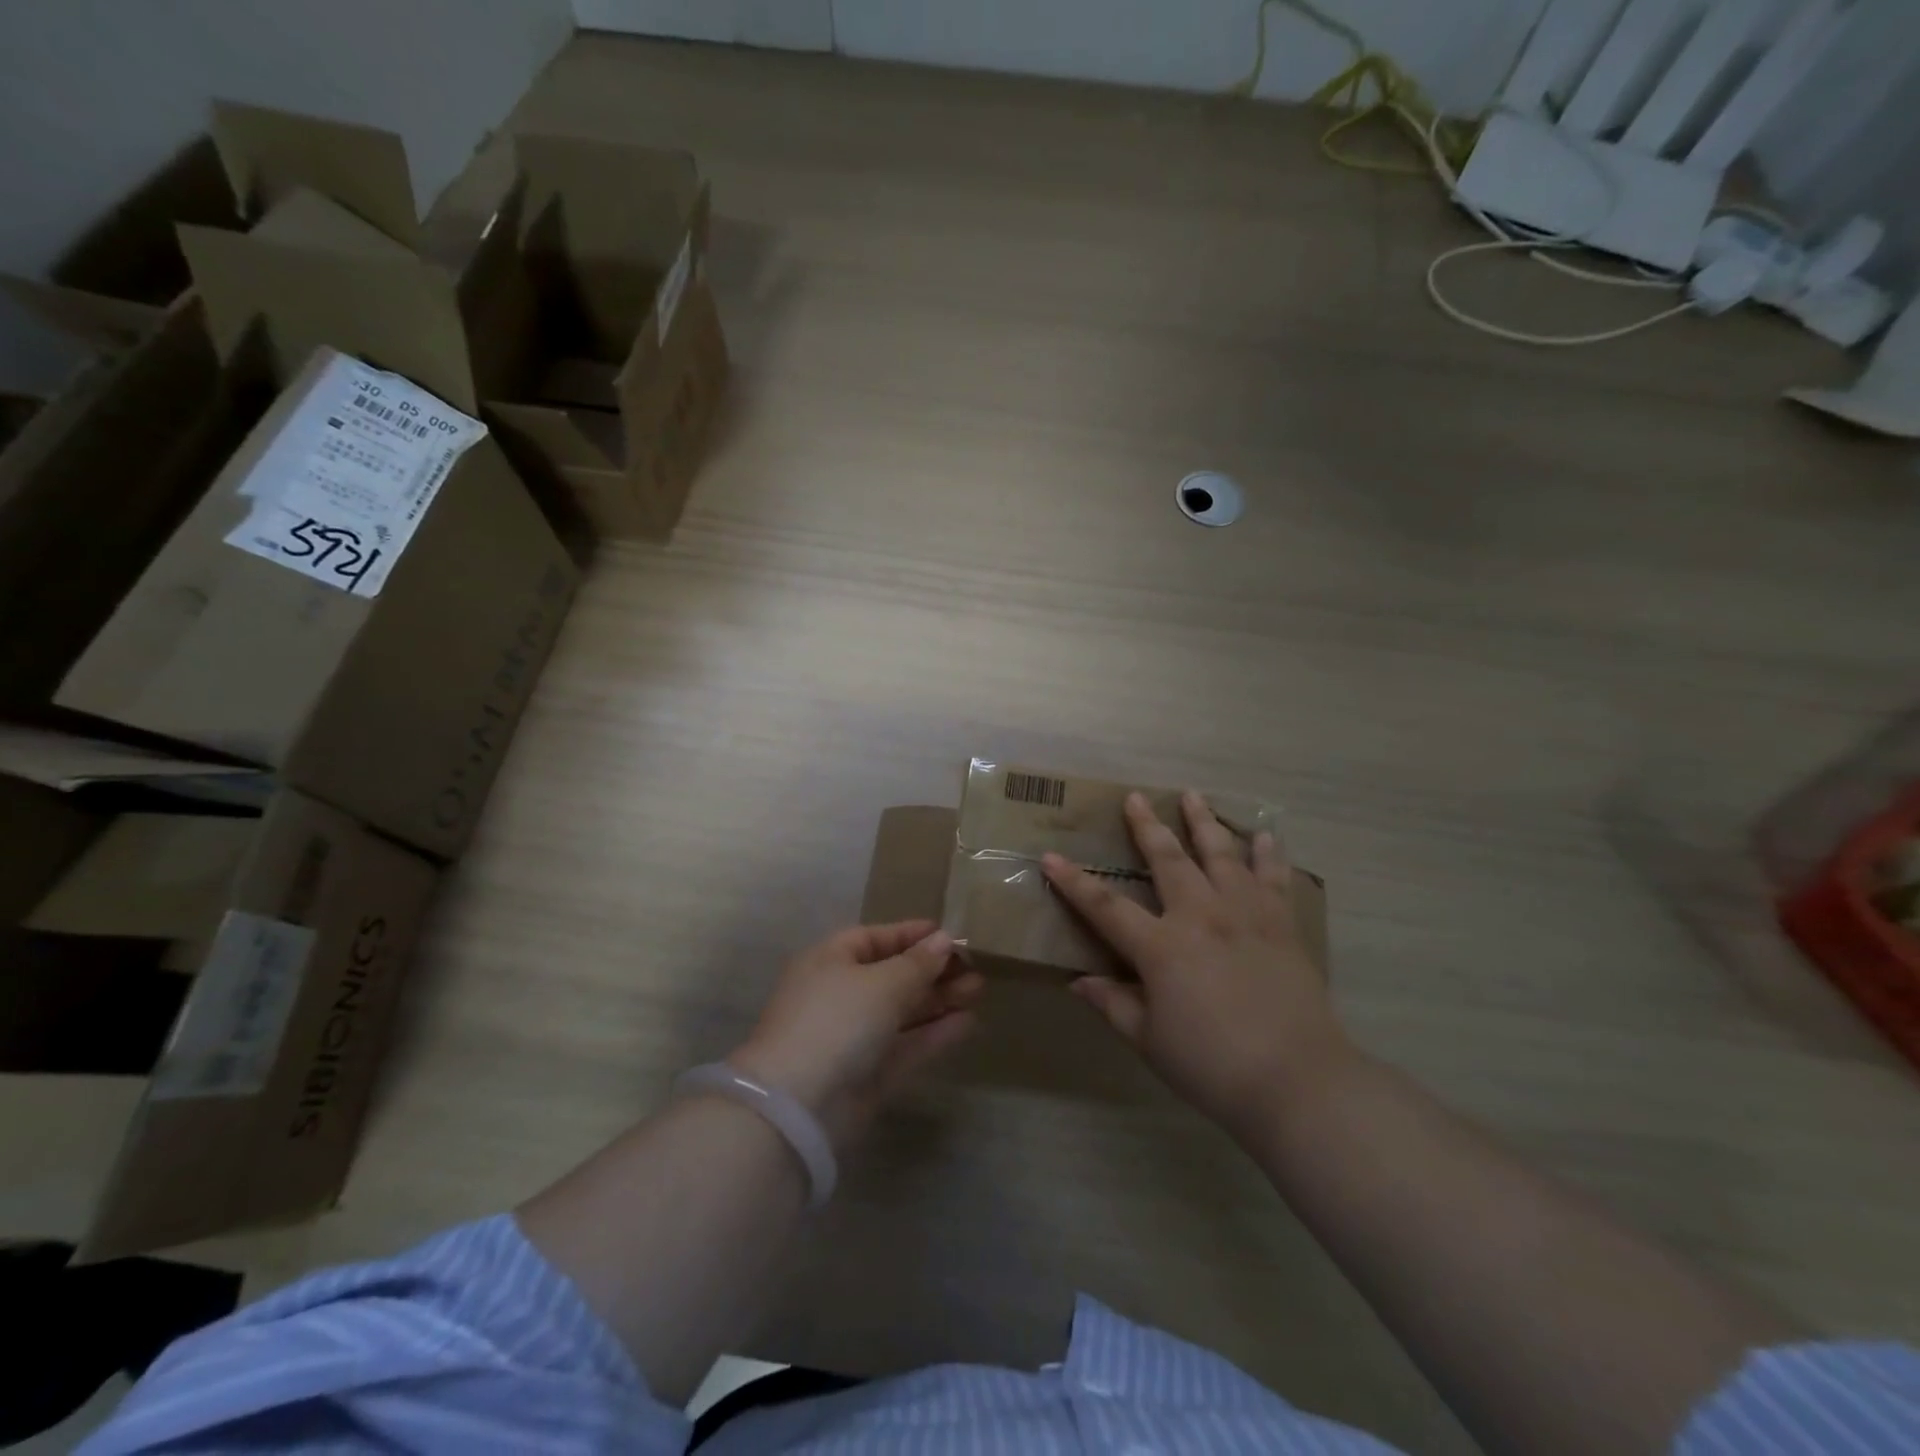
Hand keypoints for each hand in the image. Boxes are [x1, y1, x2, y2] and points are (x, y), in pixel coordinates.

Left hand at [731, 921, 983, 1153]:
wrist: (798, 1106)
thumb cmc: (837, 1019)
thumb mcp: (882, 982)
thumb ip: (918, 963)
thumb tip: (944, 940)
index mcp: (831, 960)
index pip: (876, 938)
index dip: (912, 935)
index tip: (950, 934)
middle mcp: (840, 994)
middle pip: (893, 975)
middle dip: (933, 970)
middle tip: (975, 966)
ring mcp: (854, 1036)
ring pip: (903, 1011)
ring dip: (939, 999)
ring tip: (979, 990)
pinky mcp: (868, 1073)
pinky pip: (907, 1044)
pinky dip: (935, 1033)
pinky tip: (968, 1022)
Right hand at [1043, 792, 1350, 1138]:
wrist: (1298, 1081)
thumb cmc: (1213, 1066)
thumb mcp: (1150, 1042)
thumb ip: (1114, 1005)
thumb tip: (1079, 981)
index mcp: (1161, 948)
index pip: (1105, 907)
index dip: (1074, 882)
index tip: (1050, 857)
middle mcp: (1201, 917)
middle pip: (1168, 860)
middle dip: (1147, 827)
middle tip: (1136, 797)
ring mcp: (1245, 915)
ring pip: (1221, 855)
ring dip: (1204, 823)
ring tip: (1193, 796)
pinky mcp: (1281, 925)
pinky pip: (1273, 878)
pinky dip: (1267, 854)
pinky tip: (1263, 835)